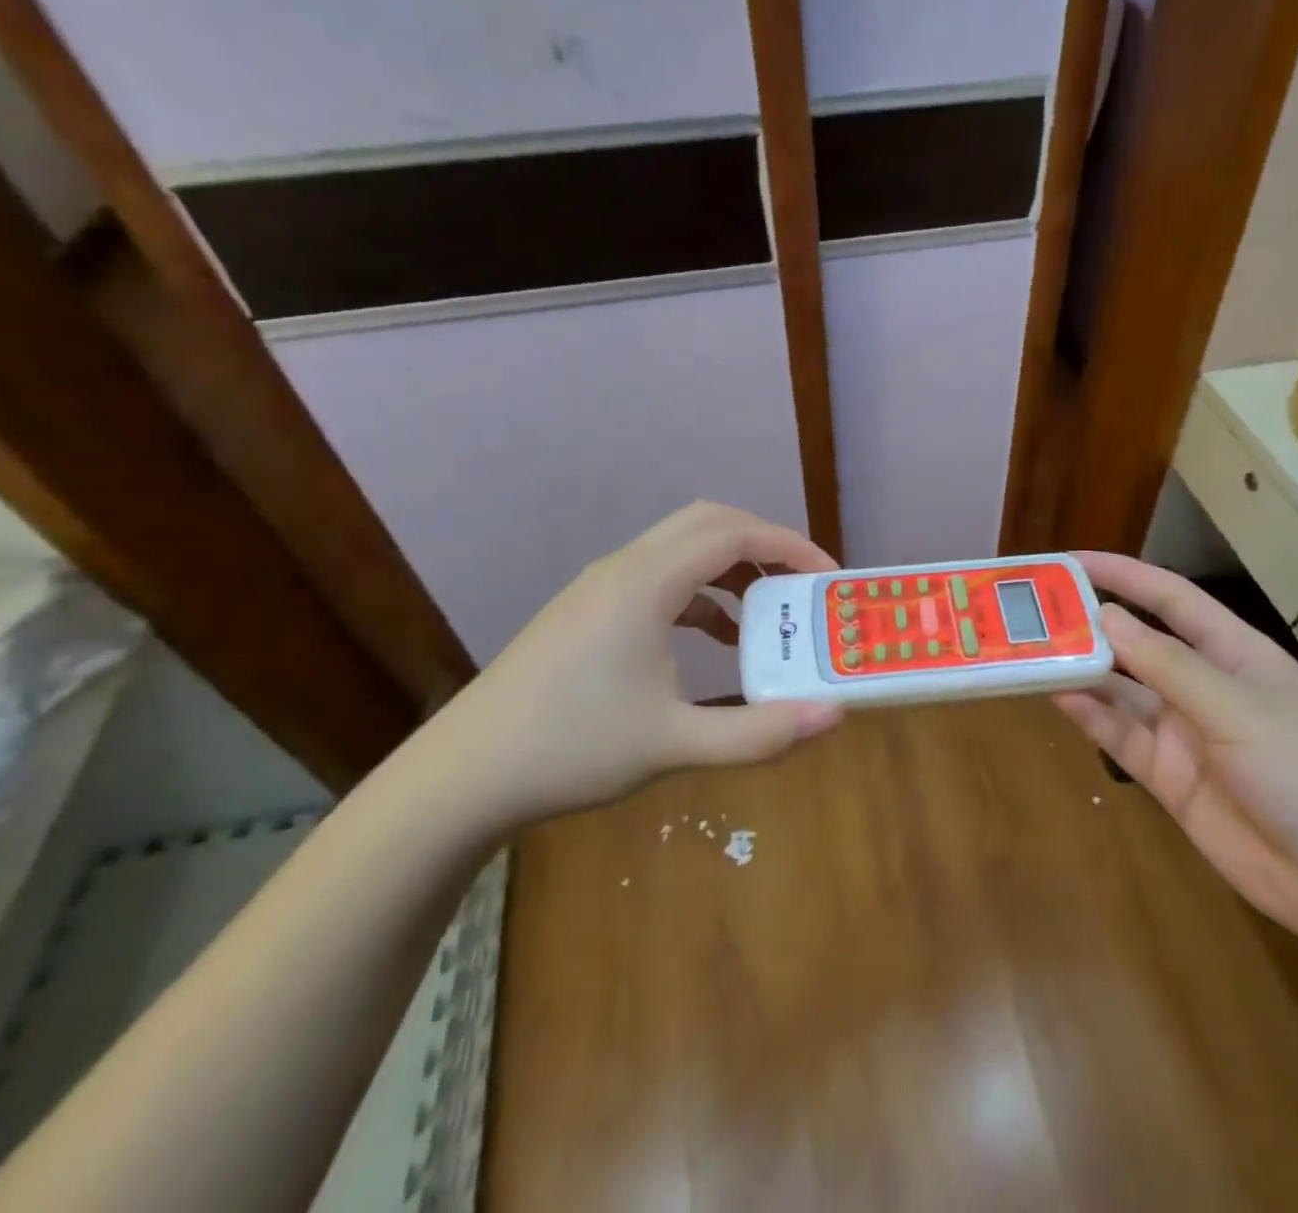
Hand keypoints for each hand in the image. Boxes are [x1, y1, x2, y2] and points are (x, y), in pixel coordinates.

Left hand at [423, 502, 843, 827]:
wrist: (465, 774)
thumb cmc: (572, 749)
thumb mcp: (675, 744)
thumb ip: (758, 733)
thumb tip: (832, 716)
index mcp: (646, 582)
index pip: (733, 533)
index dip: (789, 545)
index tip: (827, 577)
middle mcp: (624, 567)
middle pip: (708, 523)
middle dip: (763, 545)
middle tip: (802, 584)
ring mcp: (600, 585)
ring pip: (680, 548)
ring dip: (729, 569)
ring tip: (766, 614)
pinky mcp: (587, 609)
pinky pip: (659, 578)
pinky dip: (699, 593)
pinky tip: (715, 640)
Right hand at [1054, 553, 1297, 948]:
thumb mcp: (1240, 709)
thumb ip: (1168, 665)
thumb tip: (1106, 616)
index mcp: (1236, 654)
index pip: (1171, 599)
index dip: (1123, 575)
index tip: (1070, 563)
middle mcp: (1205, 687)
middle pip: (1139, 644)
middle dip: (1092, 626)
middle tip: (1033, 612)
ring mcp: (1186, 735)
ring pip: (1122, 691)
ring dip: (1083, 671)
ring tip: (1032, 652)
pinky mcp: (1171, 780)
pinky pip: (1122, 738)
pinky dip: (1091, 717)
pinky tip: (1059, 698)